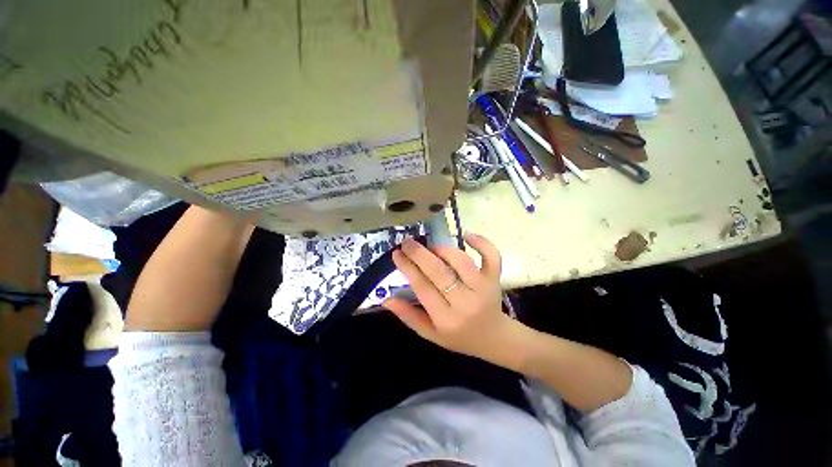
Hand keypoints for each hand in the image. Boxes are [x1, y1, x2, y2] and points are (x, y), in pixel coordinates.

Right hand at [383, 234, 521, 366]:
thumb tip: (386, 299)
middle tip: (407, 242)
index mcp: (446, 319)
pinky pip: (492, 257)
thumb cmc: (458, 337)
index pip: (422, 287)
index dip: (407, 268)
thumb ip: (408, 316)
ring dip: (443, 249)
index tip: (397, 254)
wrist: (493, 338)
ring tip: (431, 246)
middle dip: (420, 253)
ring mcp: (483, 288)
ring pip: (462, 261)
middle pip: (440, 272)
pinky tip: (466, 235)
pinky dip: (482, 243)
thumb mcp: (430, 334)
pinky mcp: (495, 279)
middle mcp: (465, 302)